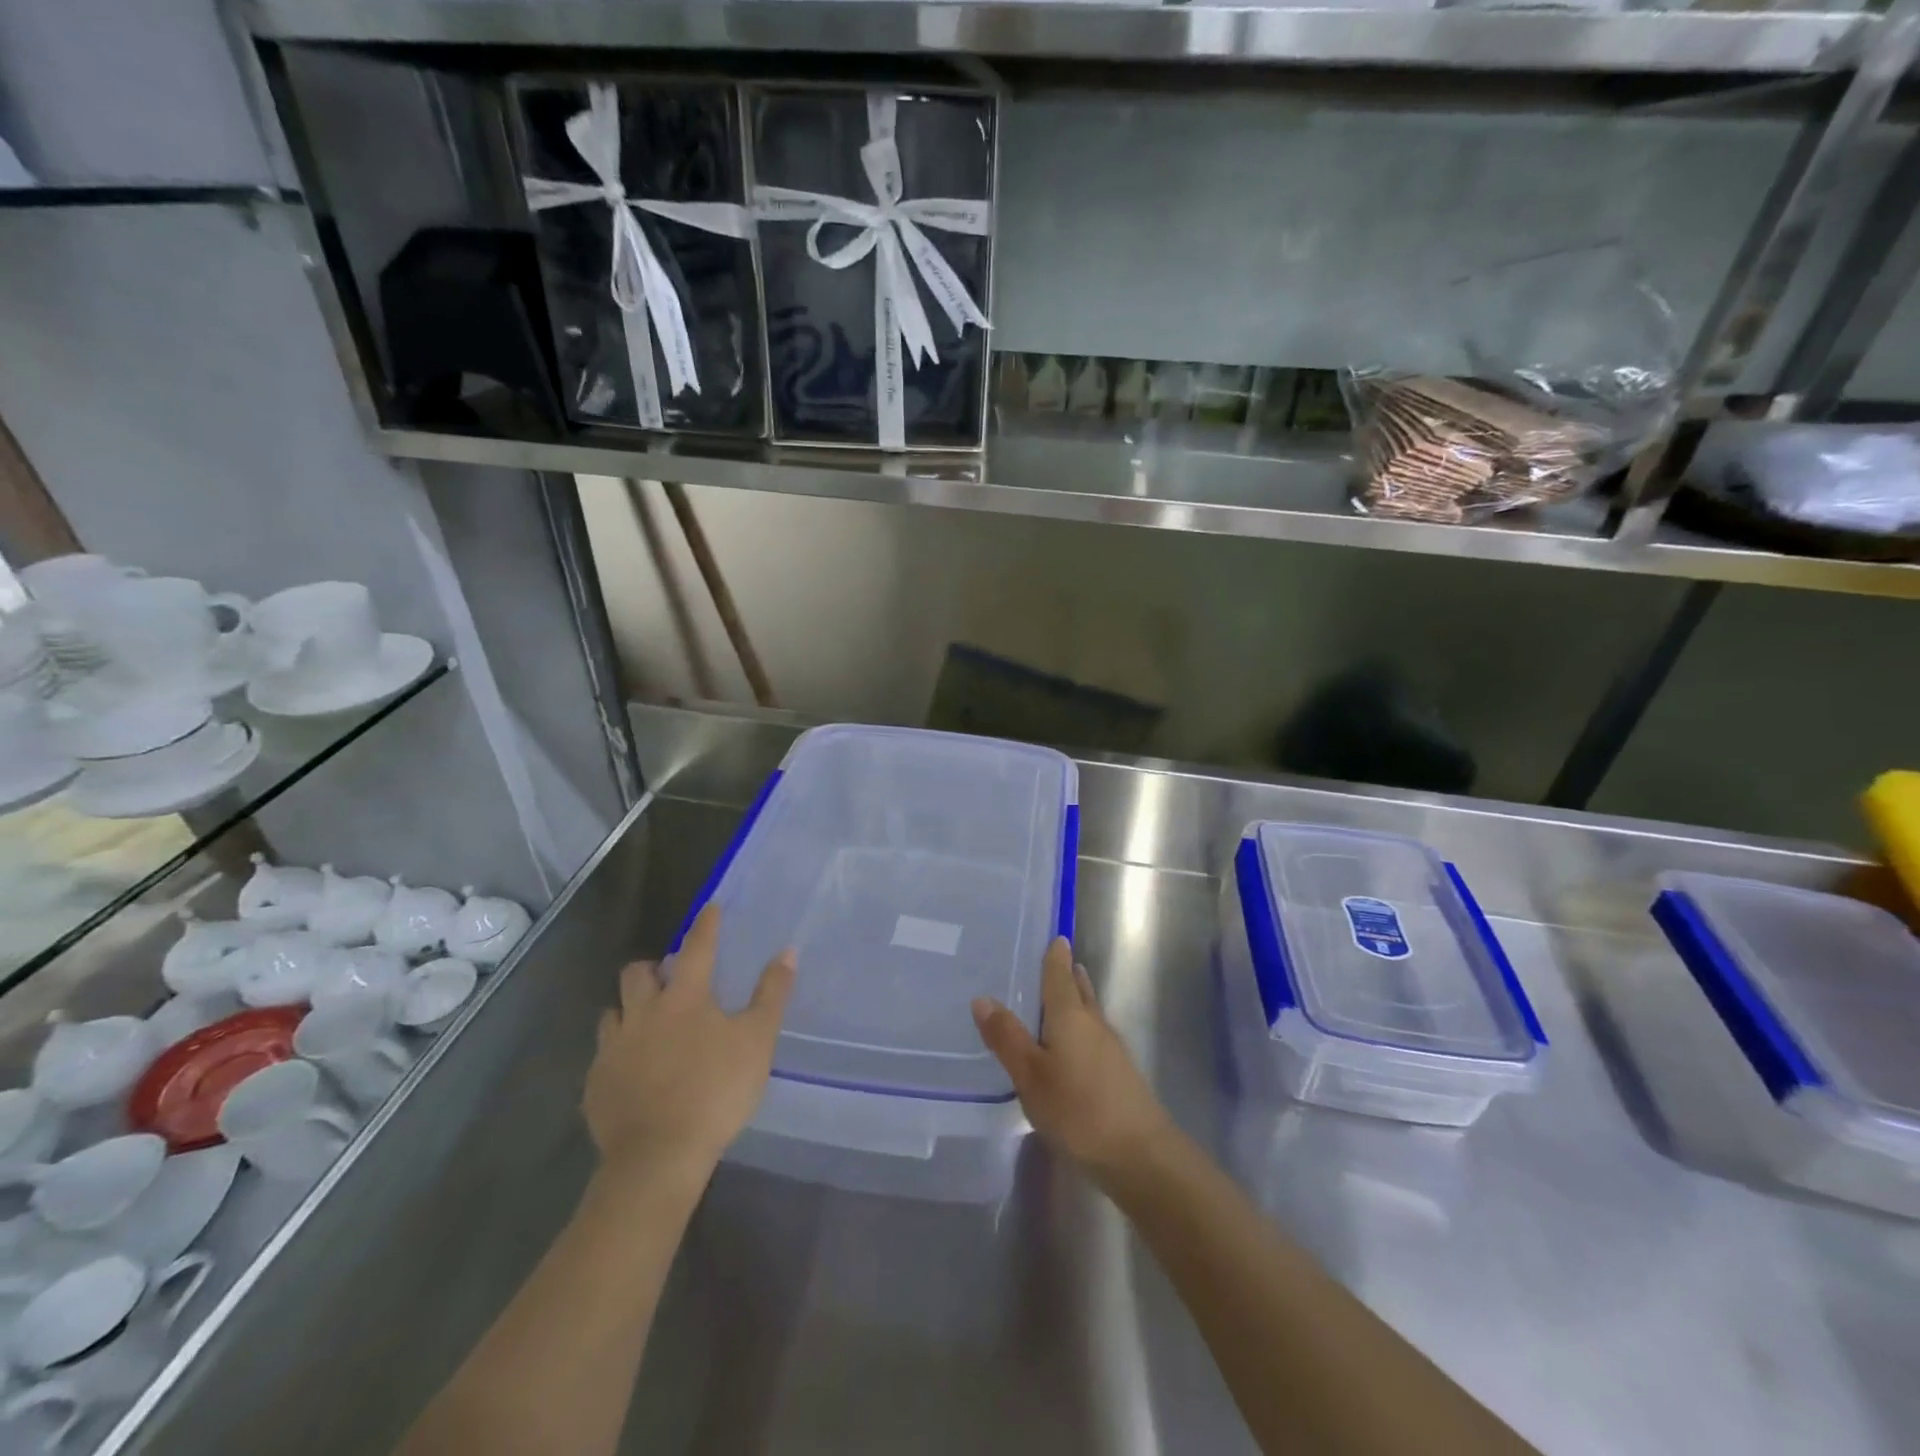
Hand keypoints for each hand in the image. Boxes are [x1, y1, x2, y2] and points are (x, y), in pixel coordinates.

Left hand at [584, 904, 794, 1184]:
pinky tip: (633, 1071)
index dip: (706, 925)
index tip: (710, 908)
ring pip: (612, 1013)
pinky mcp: (595, 1085)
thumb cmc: (715, 1090)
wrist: (658, 1157)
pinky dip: (618, 1053)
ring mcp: (612, 1049)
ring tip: (647, 1024)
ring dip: (629, 1010)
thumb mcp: (757, 1041)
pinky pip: (603, 1056)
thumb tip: (786, 952)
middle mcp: (642, 1013)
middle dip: (652, 968)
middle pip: (637, 974)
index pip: (696, 948)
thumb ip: (771, 994)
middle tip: (669, 978)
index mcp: (683, 997)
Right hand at [972, 937, 1175, 1185]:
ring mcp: (1111, 1049)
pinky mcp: (1120, 1074)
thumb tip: (982, 997)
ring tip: (1062, 995)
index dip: (1056, 956)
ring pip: (1090, 1013)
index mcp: (1070, 1016)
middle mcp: (1094, 1024)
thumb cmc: (1078, 1110)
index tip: (1055, 937)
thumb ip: (1007, 1037)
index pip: (1060, 975)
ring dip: (1077, 999)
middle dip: (1068, 975)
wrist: (1140, 1155)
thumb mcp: (1030, 1075)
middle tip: (1055, 961)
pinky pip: (1095, 1036)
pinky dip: (1081, 1028)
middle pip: (1079, 990)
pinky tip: (1073, 1045)